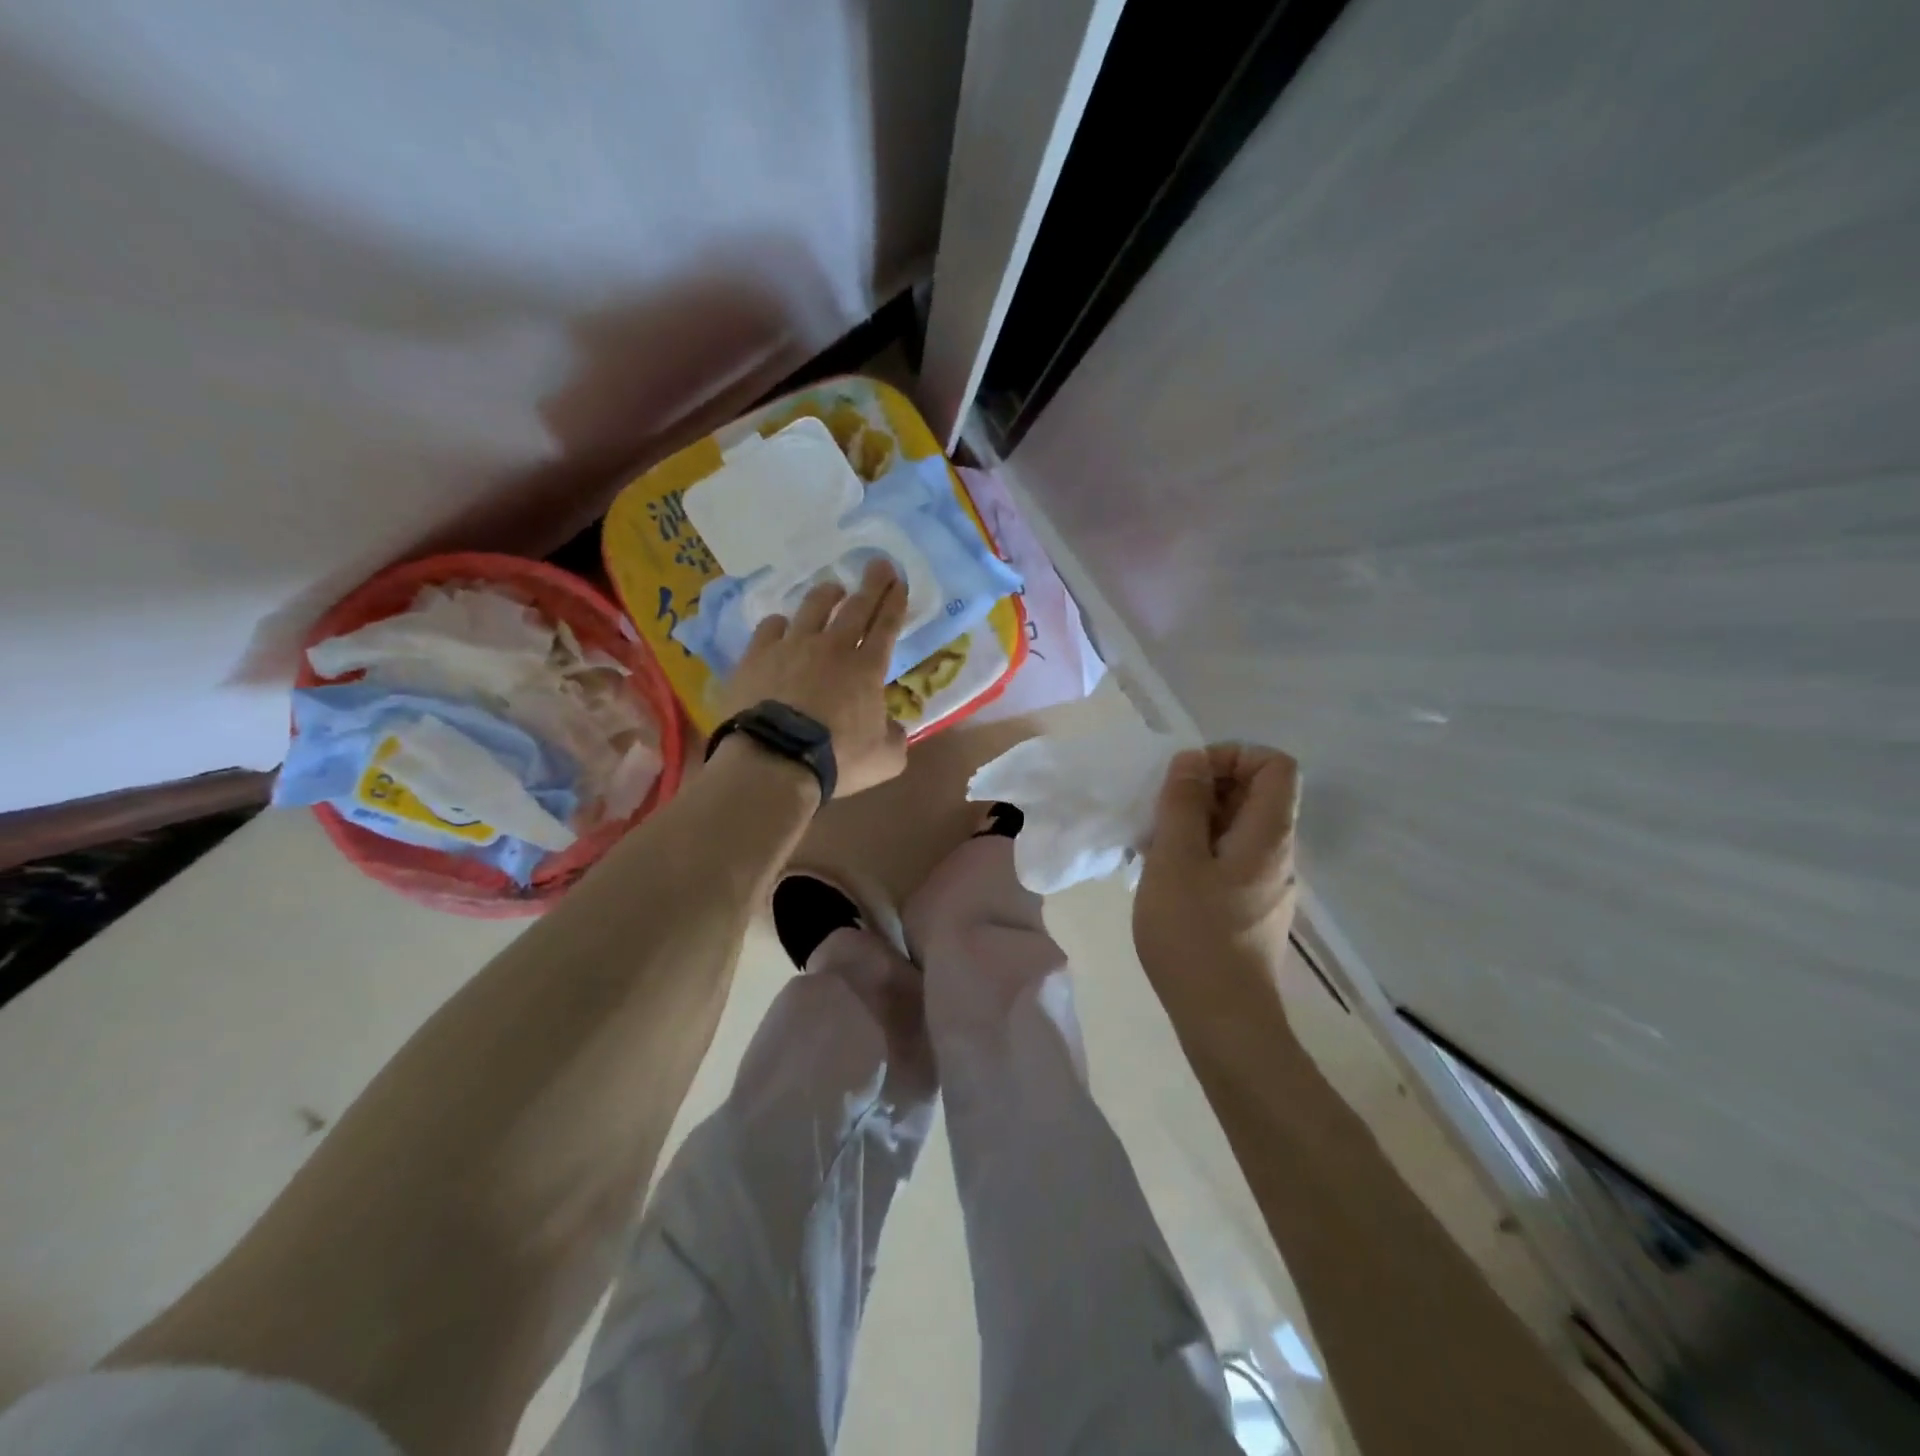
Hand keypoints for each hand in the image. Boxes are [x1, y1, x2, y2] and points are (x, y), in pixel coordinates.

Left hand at [718, 557, 910, 798]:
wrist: (775, 760)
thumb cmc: (837, 760)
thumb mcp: (885, 758)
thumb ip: (895, 737)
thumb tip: (893, 726)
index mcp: (867, 669)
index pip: (886, 625)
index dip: (895, 602)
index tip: (899, 581)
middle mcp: (832, 648)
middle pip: (856, 607)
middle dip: (872, 584)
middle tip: (879, 564)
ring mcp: (792, 647)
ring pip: (813, 608)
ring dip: (827, 595)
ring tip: (833, 589)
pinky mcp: (757, 656)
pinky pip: (771, 627)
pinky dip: (781, 624)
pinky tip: (782, 625)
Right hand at [1134, 744, 1300, 991]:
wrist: (1223, 1020)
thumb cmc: (1194, 934)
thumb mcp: (1175, 859)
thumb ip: (1182, 802)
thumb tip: (1192, 760)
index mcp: (1268, 834)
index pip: (1274, 764)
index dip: (1232, 755)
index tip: (1188, 778)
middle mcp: (1278, 853)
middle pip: (1255, 794)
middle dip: (1204, 789)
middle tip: (1161, 814)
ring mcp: (1267, 883)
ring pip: (1236, 828)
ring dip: (1195, 823)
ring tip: (1154, 846)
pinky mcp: (1251, 908)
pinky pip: (1229, 859)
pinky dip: (1198, 853)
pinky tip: (1165, 878)